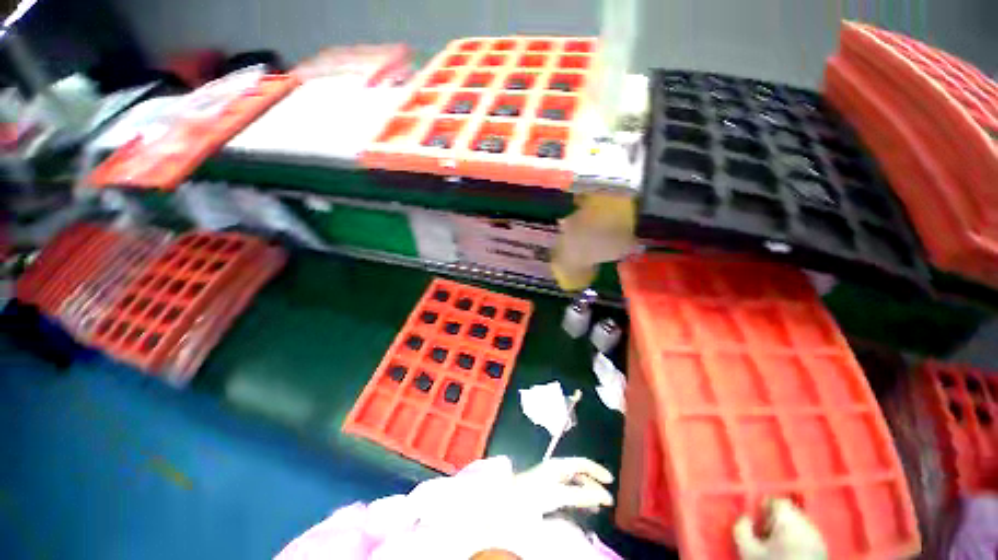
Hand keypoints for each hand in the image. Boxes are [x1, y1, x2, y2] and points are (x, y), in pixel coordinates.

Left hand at [513, 457, 614, 514]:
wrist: (509, 501)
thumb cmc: (533, 494)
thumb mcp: (558, 494)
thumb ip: (580, 495)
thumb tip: (604, 495)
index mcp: (558, 465)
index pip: (582, 463)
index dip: (597, 470)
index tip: (611, 481)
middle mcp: (556, 469)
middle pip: (579, 474)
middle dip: (594, 485)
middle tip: (607, 500)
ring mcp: (551, 480)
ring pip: (574, 484)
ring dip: (587, 493)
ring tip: (598, 506)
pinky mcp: (547, 491)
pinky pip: (568, 493)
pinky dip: (578, 500)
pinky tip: (582, 509)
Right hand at [734, 498, 827, 559]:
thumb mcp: (748, 549)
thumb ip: (742, 528)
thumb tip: (745, 517)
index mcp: (790, 519)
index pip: (778, 501)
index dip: (764, 506)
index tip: (755, 518)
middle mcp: (808, 525)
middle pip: (790, 513)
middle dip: (775, 520)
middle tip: (763, 534)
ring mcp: (819, 540)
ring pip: (800, 526)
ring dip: (786, 531)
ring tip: (774, 546)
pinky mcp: (823, 553)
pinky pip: (807, 538)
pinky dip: (796, 542)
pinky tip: (788, 553)